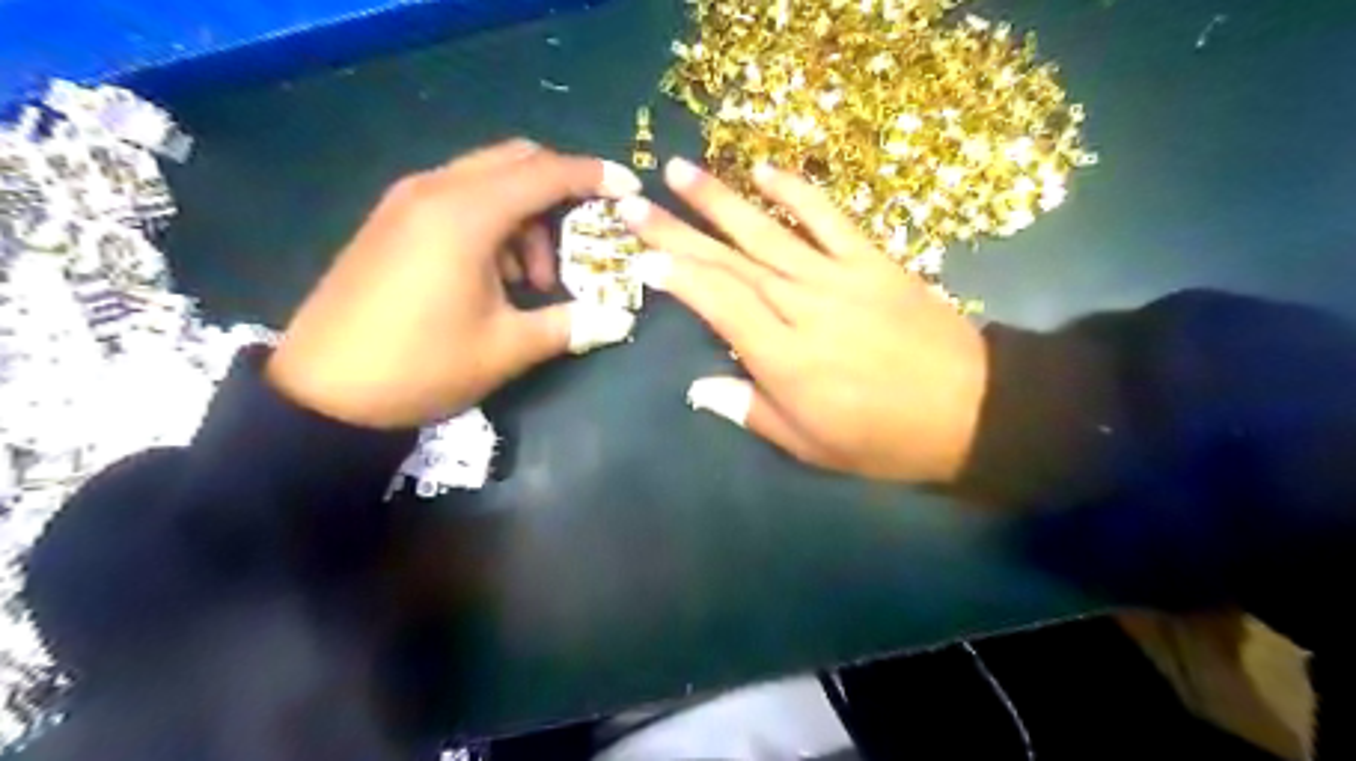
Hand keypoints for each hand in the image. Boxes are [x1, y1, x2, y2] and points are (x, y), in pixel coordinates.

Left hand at [269, 140, 644, 426]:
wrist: (322, 392)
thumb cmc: (421, 366)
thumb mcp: (506, 349)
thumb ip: (570, 324)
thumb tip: (620, 319)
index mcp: (466, 215)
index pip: (545, 173)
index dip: (594, 176)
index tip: (630, 189)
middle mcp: (435, 190)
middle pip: (516, 161)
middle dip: (559, 193)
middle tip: (582, 240)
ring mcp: (406, 201)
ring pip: (487, 180)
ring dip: (525, 216)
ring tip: (533, 280)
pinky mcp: (392, 220)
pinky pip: (458, 198)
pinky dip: (492, 223)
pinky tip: (494, 276)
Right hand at [617, 157, 986, 483]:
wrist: (971, 409)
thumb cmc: (883, 439)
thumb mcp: (811, 446)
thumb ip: (751, 411)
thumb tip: (699, 389)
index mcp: (784, 357)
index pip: (718, 304)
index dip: (677, 278)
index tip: (641, 256)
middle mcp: (802, 306)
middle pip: (729, 262)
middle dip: (677, 231)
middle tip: (634, 203)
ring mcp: (838, 277)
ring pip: (767, 232)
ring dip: (720, 199)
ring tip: (679, 171)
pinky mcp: (873, 260)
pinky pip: (828, 218)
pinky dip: (796, 191)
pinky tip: (764, 169)